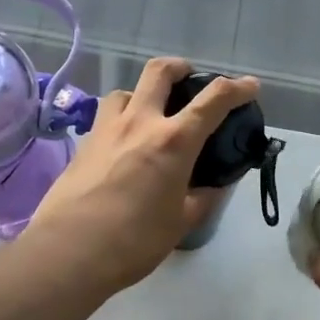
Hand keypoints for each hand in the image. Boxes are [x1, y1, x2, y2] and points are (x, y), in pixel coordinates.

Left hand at [23, 58, 259, 293]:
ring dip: (144, 94)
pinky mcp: (83, 144)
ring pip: (126, 91)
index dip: (237, 88)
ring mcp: (106, 130)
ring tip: (151, 115)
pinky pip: (106, 118)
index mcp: (173, 141)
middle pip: (160, 72)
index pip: (213, 100)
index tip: (250, 86)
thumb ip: (201, 198)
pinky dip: (122, 120)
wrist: (69, 251)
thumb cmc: (134, 240)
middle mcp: (139, 123)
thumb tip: (213, 186)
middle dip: (181, 68)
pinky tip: (125, 146)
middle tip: (190, 79)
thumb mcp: (181, 222)